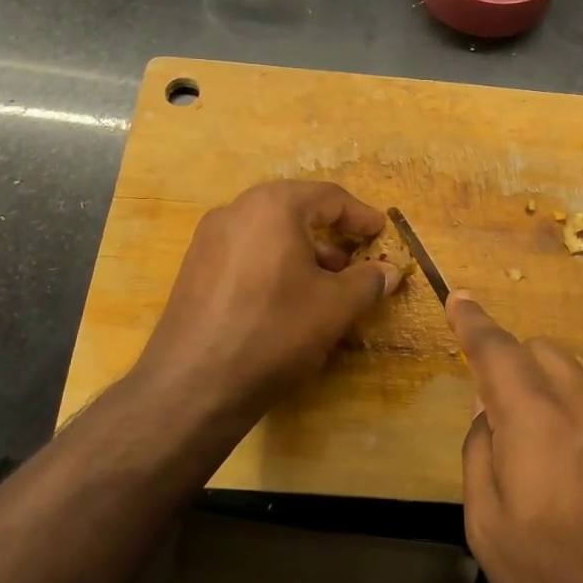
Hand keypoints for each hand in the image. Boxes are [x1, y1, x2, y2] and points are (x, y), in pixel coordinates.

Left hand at [135, 181, 400, 419]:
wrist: (193, 384)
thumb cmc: (274, 331)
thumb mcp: (334, 307)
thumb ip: (367, 282)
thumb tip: (389, 271)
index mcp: (272, 206)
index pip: (328, 197)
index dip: (360, 216)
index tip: (381, 233)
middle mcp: (235, 211)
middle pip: (295, 210)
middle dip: (330, 234)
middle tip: (355, 261)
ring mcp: (208, 240)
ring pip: (268, 233)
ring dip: (302, 251)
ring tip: (325, 285)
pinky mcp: (194, 269)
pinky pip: (245, 253)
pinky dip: (273, 265)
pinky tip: (286, 300)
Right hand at [452, 292, 582, 582]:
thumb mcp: (492, 535)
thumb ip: (479, 462)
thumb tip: (487, 421)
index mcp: (535, 419)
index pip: (497, 351)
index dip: (473, 322)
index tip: (458, 298)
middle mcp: (580, 407)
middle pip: (541, 352)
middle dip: (510, 360)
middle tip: (489, 406)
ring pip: (570, 379)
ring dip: (540, 391)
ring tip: (526, 453)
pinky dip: (566, 417)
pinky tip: (565, 477)